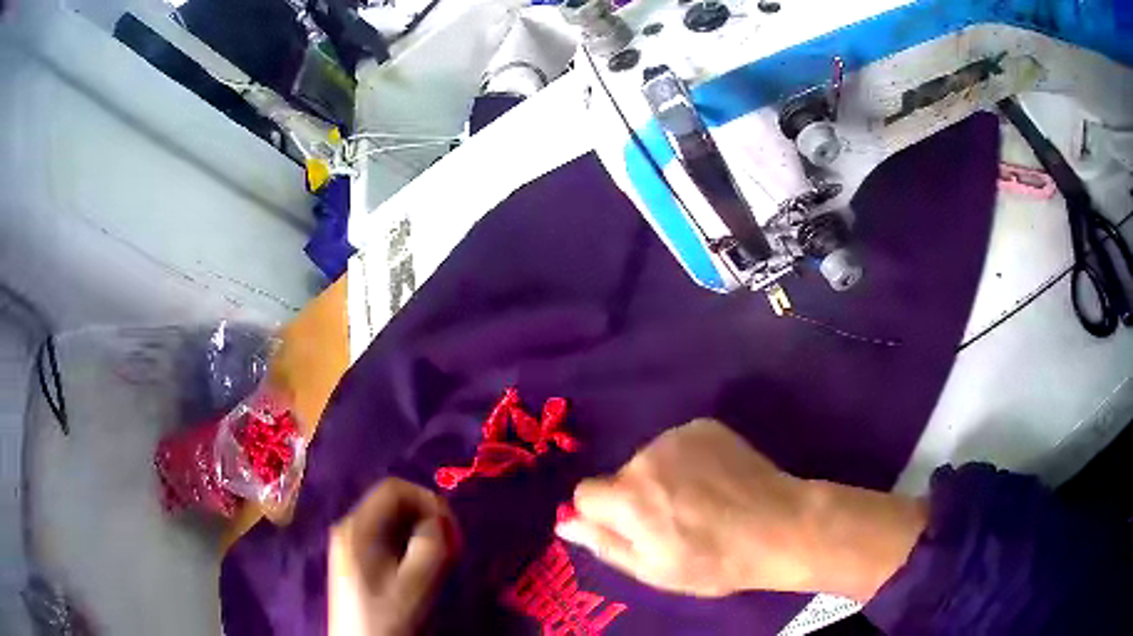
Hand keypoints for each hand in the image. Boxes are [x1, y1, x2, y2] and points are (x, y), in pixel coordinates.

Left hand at [329, 478, 460, 635]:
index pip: (394, 489)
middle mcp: (351, 527)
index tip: (451, 525)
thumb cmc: (385, 616)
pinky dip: (413, 546)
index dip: (427, 499)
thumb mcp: (414, 584)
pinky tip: (426, 567)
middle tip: (453, 544)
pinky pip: (390, 540)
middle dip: (428, 518)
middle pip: (394, 504)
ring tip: (444, 558)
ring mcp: (353, 544)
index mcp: (357, 527)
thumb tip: (441, 520)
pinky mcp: (360, 560)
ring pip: (395, 523)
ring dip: (423, 533)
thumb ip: (430, 547)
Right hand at [555, 419, 925, 600]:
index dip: (605, 515)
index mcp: (628, 497)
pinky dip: (689, 461)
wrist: (780, 527)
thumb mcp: (653, 569)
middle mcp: (646, 456)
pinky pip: (680, 445)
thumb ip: (605, 543)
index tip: (633, 530)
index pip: (586, 494)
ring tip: (702, 501)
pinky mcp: (706, 426)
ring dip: (664, 477)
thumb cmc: (714, 560)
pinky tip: (717, 480)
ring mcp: (679, 436)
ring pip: (652, 460)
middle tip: (676, 522)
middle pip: (622, 476)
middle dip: (637, 497)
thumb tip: (565, 525)